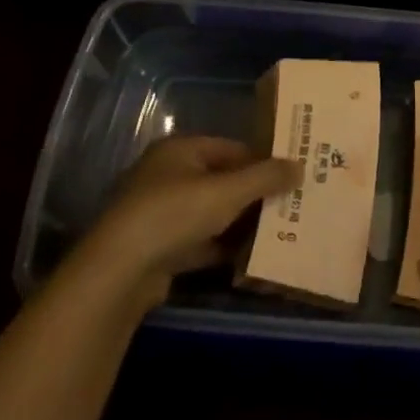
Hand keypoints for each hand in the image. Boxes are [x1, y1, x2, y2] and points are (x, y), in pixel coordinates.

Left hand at [82, 136, 298, 308]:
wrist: (119, 272)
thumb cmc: (175, 214)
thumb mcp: (228, 191)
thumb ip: (266, 177)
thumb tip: (300, 166)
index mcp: (180, 150)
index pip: (232, 148)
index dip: (263, 161)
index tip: (291, 178)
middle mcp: (167, 175)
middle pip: (222, 180)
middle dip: (254, 194)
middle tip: (290, 205)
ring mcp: (160, 212)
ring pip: (211, 212)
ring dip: (239, 222)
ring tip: (277, 231)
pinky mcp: (158, 246)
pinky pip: (199, 240)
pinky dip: (221, 247)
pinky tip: (248, 257)